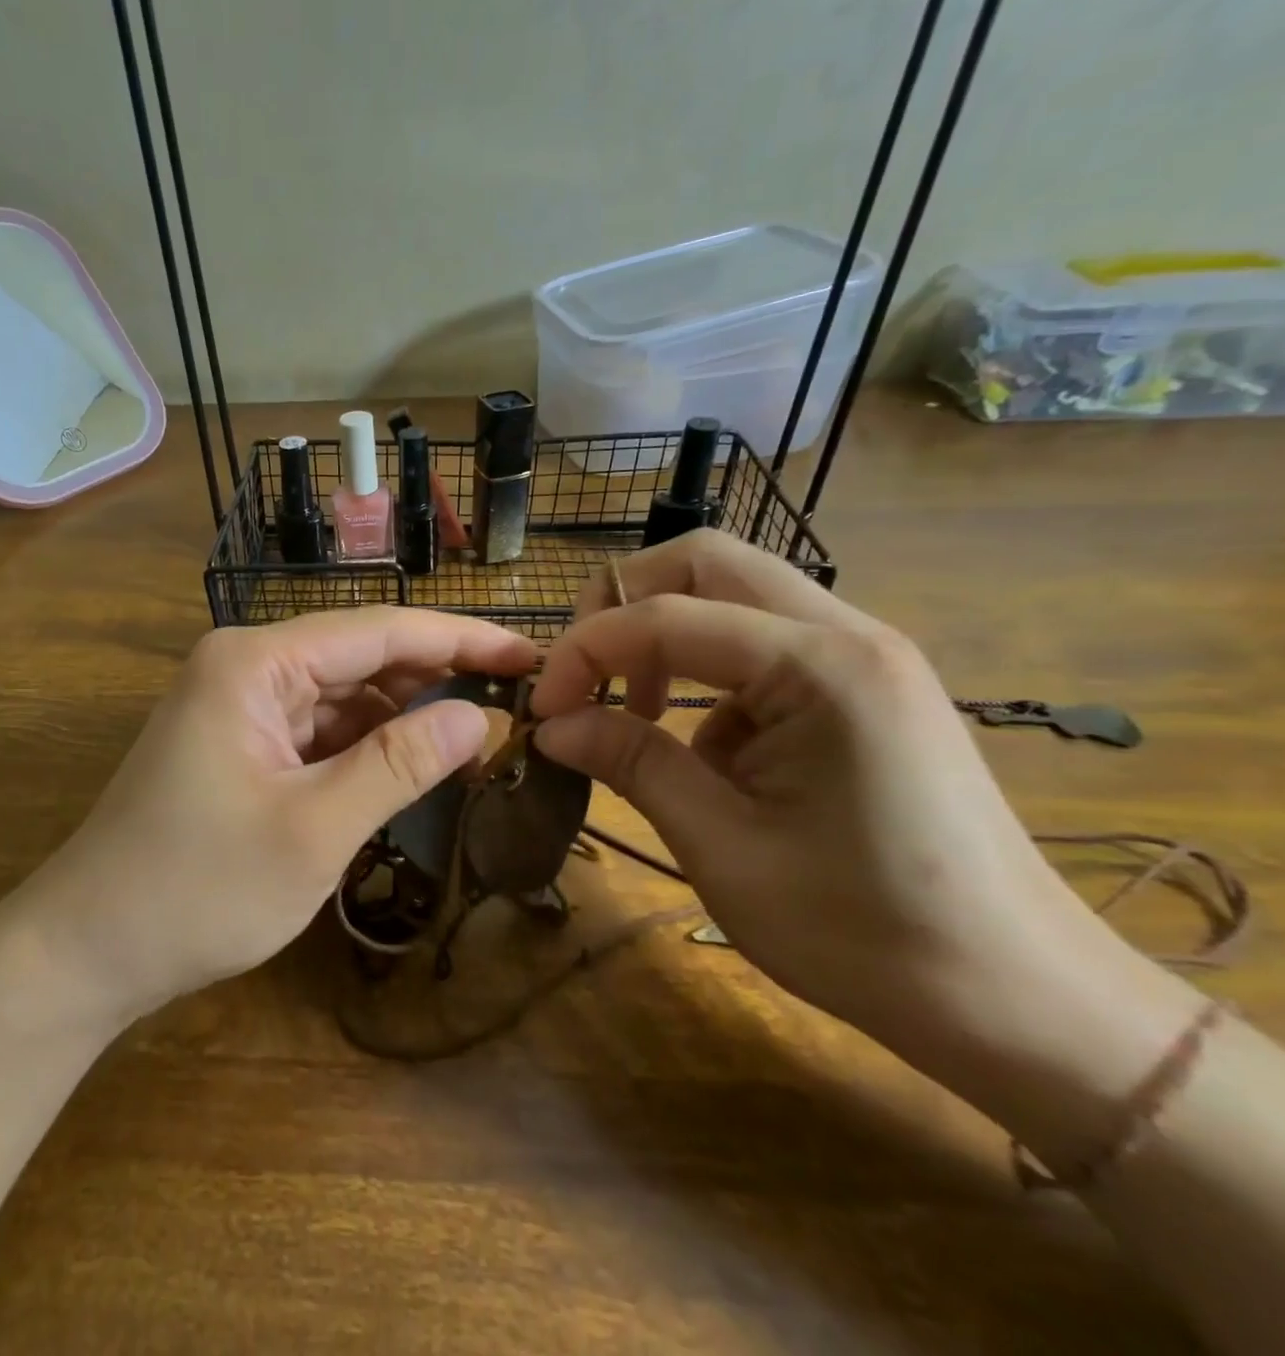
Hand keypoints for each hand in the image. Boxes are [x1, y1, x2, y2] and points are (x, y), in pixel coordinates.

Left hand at [30, 608, 537, 1019]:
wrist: (89, 947)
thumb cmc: (199, 889)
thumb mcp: (315, 829)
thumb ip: (400, 764)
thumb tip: (478, 716)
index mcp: (255, 662)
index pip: (379, 631)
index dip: (461, 640)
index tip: (530, 656)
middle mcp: (245, 665)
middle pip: (360, 655)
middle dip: (435, 677)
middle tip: (514, 702)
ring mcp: (238, 702)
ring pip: (341, 693)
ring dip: (401, 715)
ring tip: (472, 738)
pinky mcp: (238, 740)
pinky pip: (316, 726)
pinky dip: (363, 744)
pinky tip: (407, 764)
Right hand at [528, 531, 1137, 1053]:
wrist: (1019, 999)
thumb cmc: (863, 931)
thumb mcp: (721, 847)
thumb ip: (631, 763)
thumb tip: (550, 726)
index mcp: (819, 667)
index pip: (663, 616)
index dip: (583, 653)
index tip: (541, 712)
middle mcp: (847, 633)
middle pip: (704, 561)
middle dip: (621, 605)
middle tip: (582, 675)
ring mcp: (863, 655)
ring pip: (733, 593)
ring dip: (664, 634)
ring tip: (637, 712)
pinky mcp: (865, 687)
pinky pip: (762, 643)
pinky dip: (708, 675)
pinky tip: (710, 754)